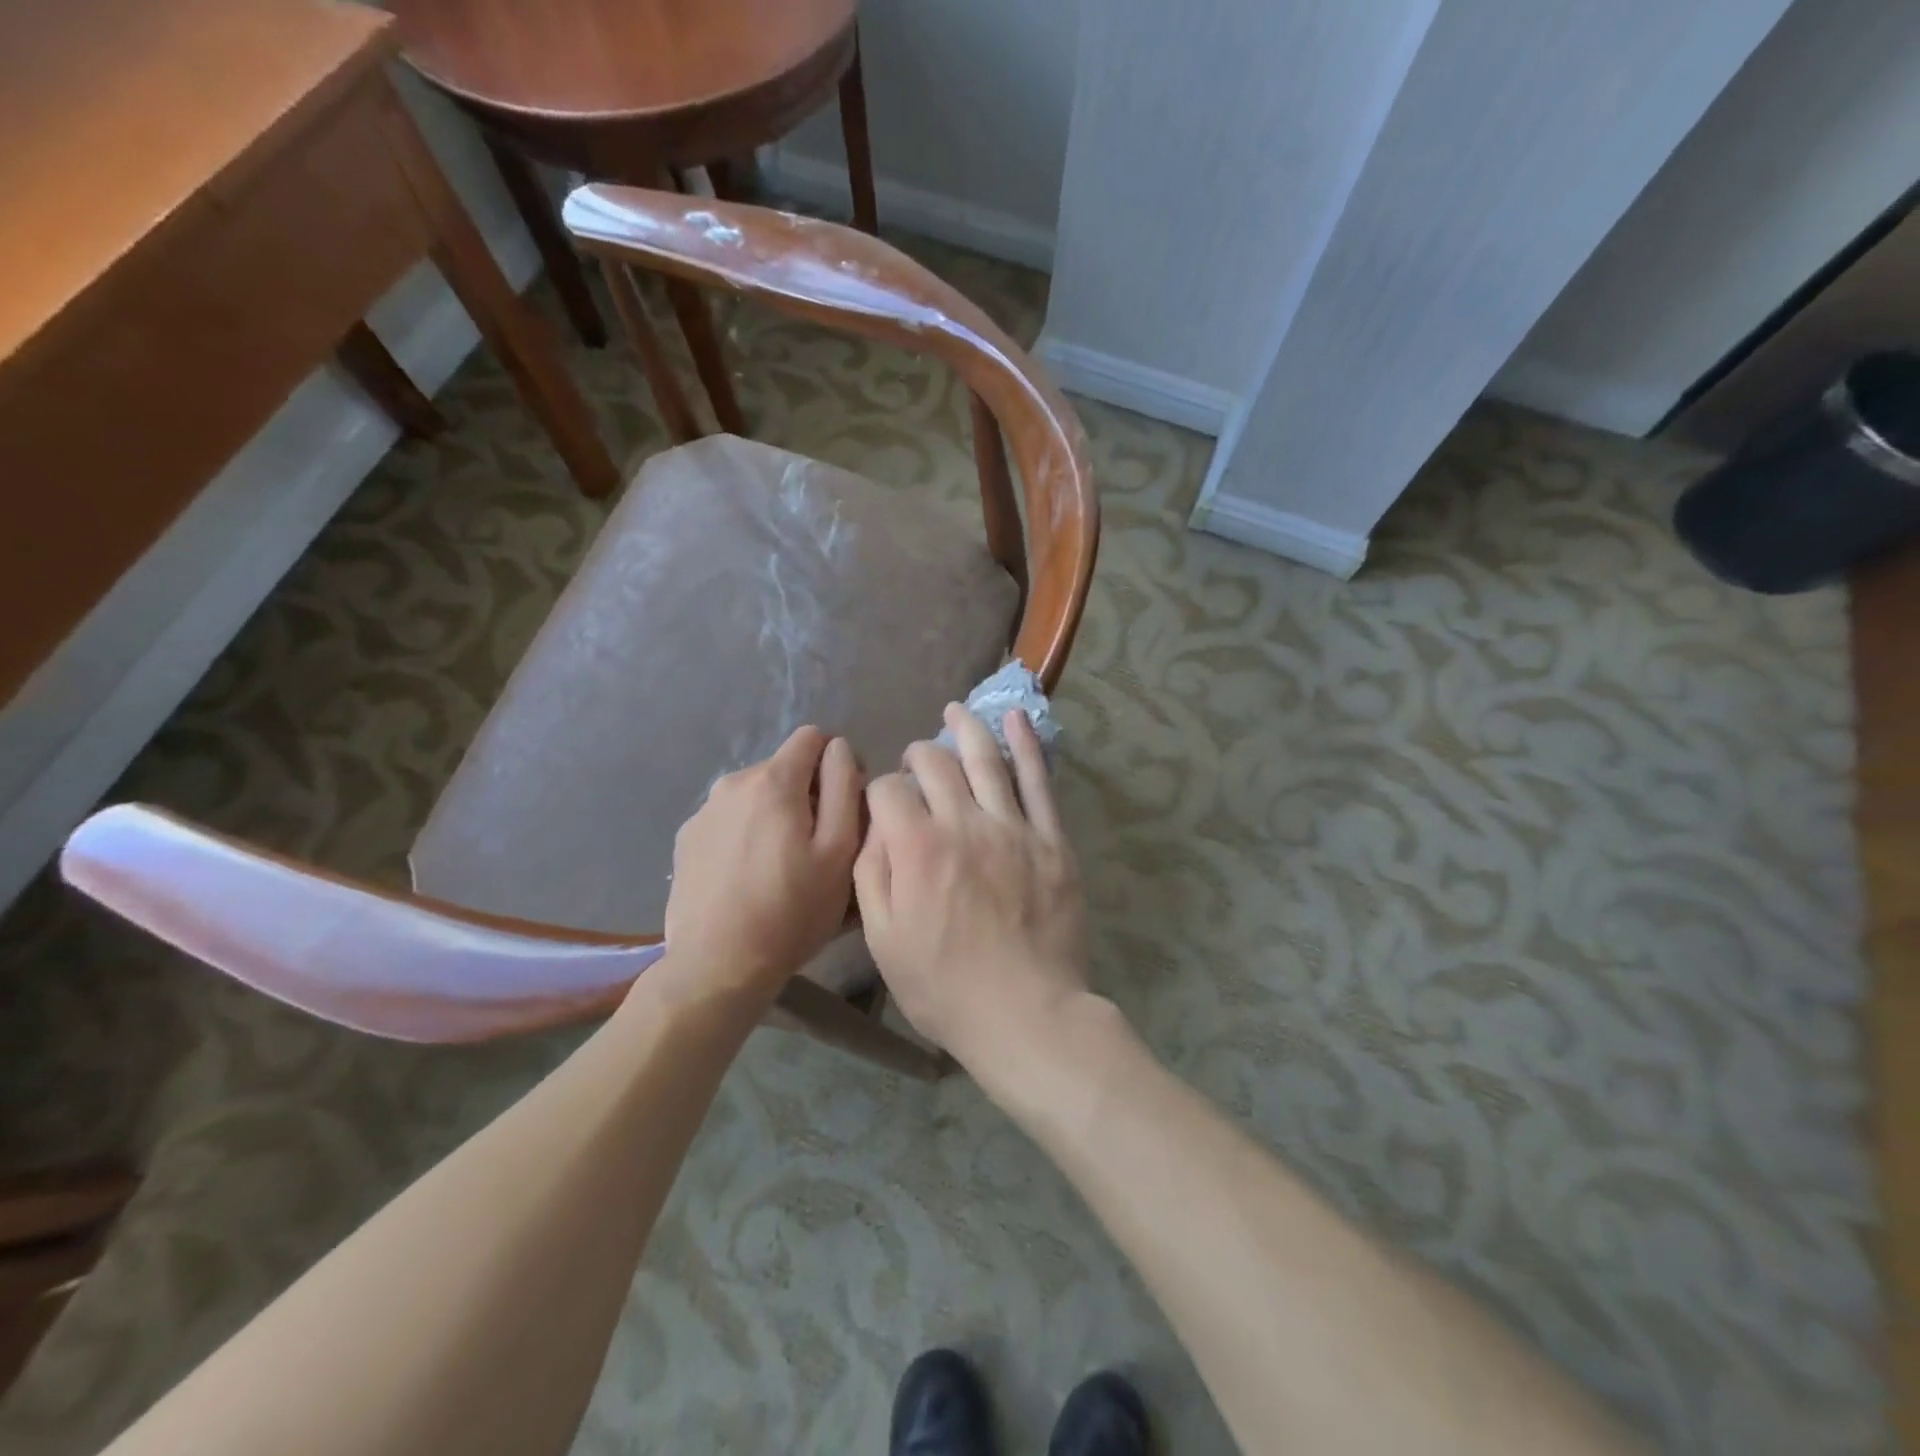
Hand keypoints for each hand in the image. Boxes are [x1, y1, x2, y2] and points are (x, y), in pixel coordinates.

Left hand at [663, 726, 863, 999]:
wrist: (717, 966)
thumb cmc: (792, 911)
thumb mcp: (839, 850)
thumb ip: (844, 786)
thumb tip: (839, 749)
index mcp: (773, 781)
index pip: (813, 737)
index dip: (838, 763)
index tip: (845, 805)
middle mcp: (733, 783)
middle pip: (785, 768)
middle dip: (807, 793)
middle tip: (818, 847)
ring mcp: (703, 811)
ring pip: (756, 795)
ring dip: (775, 815)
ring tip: (782, 866)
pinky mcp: (686, 840)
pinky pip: (729, 820)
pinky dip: (746, 834)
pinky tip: (749, 878)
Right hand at [854, 705, 1090, 1074]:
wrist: (1027, 1014)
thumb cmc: (945, 986)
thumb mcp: (883, 940)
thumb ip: (871, 874)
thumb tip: (876, 827)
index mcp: (916, 848)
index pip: (888, 791)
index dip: (879, 793)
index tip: (883, 807)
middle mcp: (963, 823)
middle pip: (935, 764)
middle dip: (918, 755)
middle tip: (916, 761)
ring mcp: (1012, 827)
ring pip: (986, 759)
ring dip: (967, 728)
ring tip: (956, 710)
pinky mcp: (1051, 839)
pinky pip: (1039, 781)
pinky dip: (1027, 745)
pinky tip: (1017, 718)